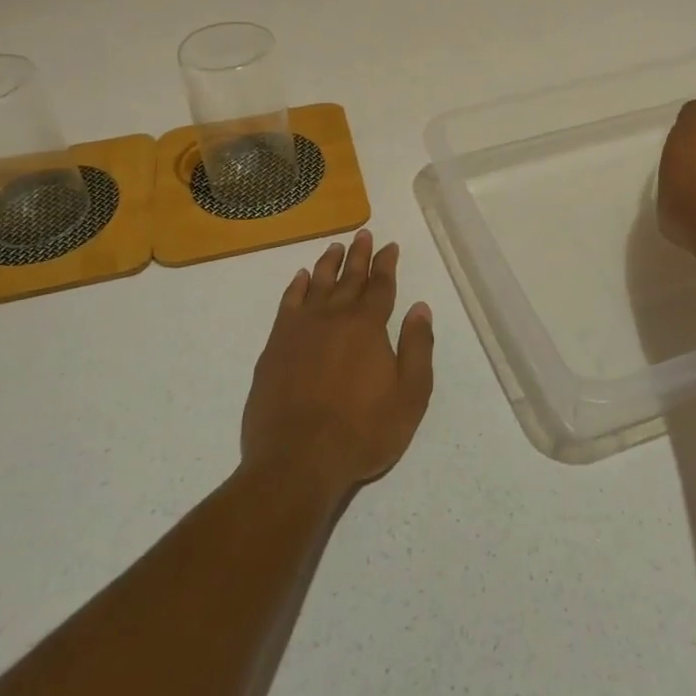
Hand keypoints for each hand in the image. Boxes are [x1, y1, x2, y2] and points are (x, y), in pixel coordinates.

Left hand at [241, 230, 434, 498]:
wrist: (297, 460)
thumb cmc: (362, 431)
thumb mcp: (410, 395)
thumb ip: (417, 348)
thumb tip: (420, 308)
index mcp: (368, 325)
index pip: (381, 285)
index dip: (387, 264)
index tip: (390, 245)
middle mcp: (334, 317)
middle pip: (349, 277)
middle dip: (359, 255)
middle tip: (363, 234)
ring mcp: (300, 329)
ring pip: (317, 284)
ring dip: (328, 264)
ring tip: (335, 247)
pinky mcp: (275, 346)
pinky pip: (287, 304)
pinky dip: (296, 287)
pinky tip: (300, 278)